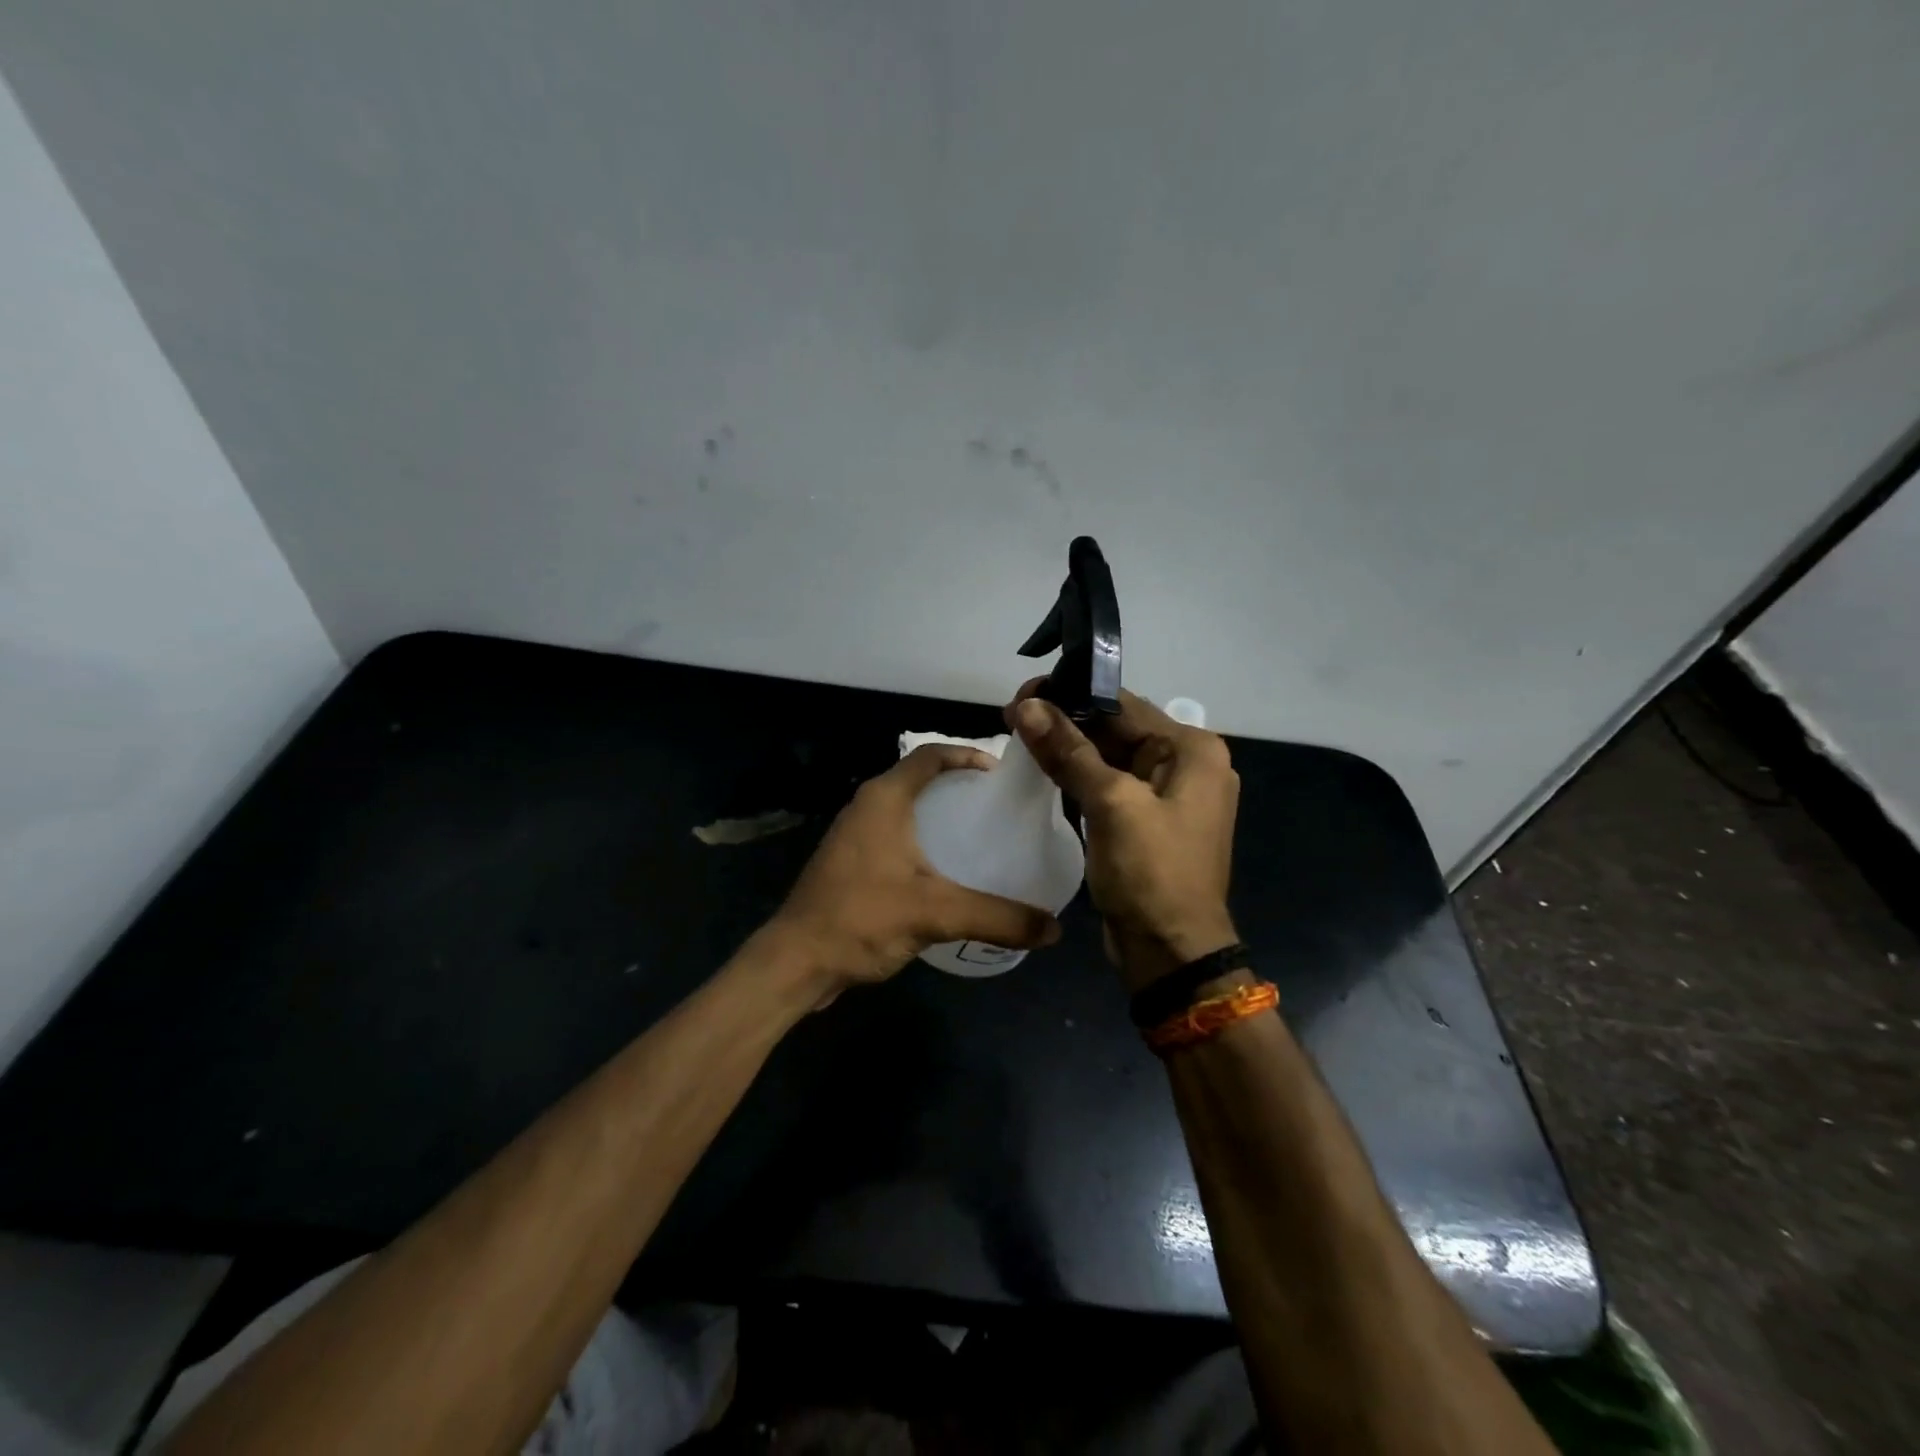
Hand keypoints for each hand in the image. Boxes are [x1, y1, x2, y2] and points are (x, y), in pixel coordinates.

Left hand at [766, 743, 1061, 1003]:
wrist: (795, 962)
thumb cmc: (861, 918)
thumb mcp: (937, 913)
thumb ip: (997, 917)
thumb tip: (1054, 929)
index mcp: (884, 799)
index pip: (930, 755)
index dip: (966, 754)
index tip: (1000, 772)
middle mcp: (866, 807)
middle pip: (918, 779)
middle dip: (957, 787)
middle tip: (997, 806)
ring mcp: (853, 836)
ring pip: (905, 811)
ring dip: (939, 816)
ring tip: (979, 836)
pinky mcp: (849, 864)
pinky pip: (894, 838)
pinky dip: (923, 843)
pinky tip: (945, 872)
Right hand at [1007, 685, 1238, 990]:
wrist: (1171, 951)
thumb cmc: (1151, 872)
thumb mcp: (1111, 803)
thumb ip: (1069, 751)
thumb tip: (1026, 706)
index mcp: (1191, 750)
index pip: (1123, 705)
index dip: (1071, 695)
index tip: (1023, 695)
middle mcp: (1185, 764)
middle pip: (1116, 729)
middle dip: (1066, 722)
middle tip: (1012, 717)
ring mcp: (1166, 796)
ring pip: (1108, 757)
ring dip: (1067, 749)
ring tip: (1018, 737)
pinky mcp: (1145, 822)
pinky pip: (1108, 786)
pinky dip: (1077, 778)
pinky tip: (1041, 770)